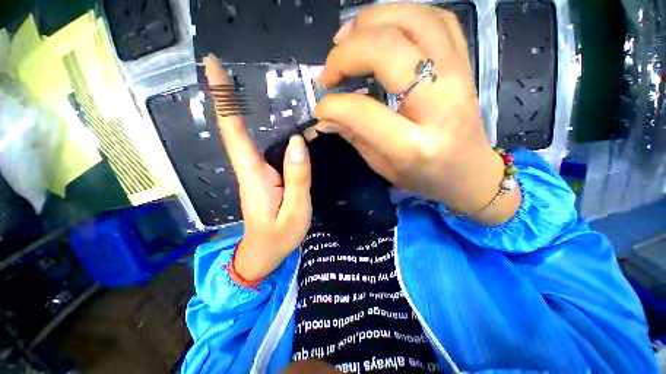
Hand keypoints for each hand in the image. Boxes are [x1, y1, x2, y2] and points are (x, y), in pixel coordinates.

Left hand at [204, 55, 311, 280]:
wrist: (264, 254)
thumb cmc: (279, 237)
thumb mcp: (296, 210)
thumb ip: (298, 177)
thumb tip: (298, 142)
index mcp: (254, 176)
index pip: (234, 132)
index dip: (223, 100)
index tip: (211, 67)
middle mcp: (250, 169)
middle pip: (236, 130)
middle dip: (228, 97)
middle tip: (225, 66)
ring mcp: (256, 173)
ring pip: (247, 138)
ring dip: (242, 109)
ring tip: (242, 82)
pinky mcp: (264, 178)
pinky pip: (261, 149)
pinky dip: (258, 129)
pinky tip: (271, 121)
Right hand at [315, 4, 519, 224]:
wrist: (470, 172)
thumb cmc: (425, 178)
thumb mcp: (384, 167)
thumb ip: (355, 137)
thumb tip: (326, 117)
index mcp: (414, 145)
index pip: (363, 111)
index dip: (333, 105)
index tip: (320, 106)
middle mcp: (439, 104)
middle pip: (388, 50)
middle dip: (346, 55)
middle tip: (329, 71)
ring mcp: (458, 77)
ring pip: (413, 20)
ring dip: (370, 21)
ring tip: (346, 38)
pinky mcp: (465, 65)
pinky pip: (436, 19)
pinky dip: (402, 14)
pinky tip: (381, 28)